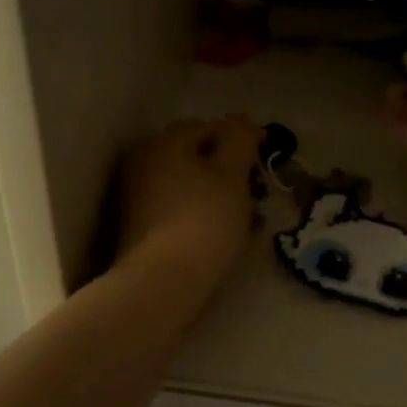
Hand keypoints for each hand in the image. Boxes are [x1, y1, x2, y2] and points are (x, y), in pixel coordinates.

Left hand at [115, 116, 262, 292]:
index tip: (269, 153)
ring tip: (247, 216)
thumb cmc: (202, 221)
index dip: (243, 137)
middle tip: (257, 187)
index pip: (210, 127)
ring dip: (218, 194)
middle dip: (229, 168)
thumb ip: (239, 140)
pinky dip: (202, 214)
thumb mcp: (231, 174)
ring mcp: (137, 198)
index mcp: (162, 143)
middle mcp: (143, 163)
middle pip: (196, 156)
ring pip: (189, 185)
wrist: (161, 285)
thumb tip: (241, 121)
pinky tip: (223, 233)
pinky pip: (179, 210)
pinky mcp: (140, 230)